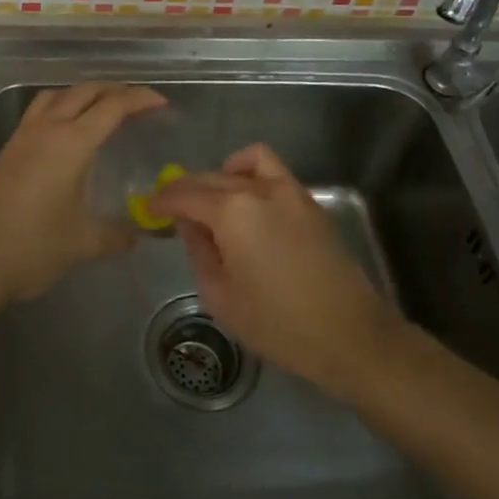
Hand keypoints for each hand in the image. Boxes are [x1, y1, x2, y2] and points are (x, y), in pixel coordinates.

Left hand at [0, 82, 166, 307]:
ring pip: (58, 96)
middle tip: (138, 105)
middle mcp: (47, 129)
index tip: (161, 104)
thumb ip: (117, 235)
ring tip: (103, 109)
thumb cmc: (33, 247)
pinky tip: (67, 132)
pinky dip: (61, 107)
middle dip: (114, 91)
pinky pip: (40, 111)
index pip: (112, 107)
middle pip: (85, 92)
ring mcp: (23, 137)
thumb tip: (140, 235)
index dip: (139, 100)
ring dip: (84, 94)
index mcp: (71, 143)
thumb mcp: (84, 243)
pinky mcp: (8, 150)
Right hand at [150, 144, 403, 399]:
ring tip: (212, 201)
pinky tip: (247, 204)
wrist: (350, 334)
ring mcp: (289, 191)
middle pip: (210, 177)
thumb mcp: (222, 297)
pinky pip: (272, 172)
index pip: (185, 195)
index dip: (162, 202)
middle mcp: (258, 190)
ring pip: (244, 163)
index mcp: (232, 212)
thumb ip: (199, 252)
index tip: (148, 210)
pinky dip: (251, 175)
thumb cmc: (279, 324)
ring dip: (221, 175)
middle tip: (171, 210)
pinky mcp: (309, 202)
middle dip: (186, 190)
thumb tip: (189, 224)